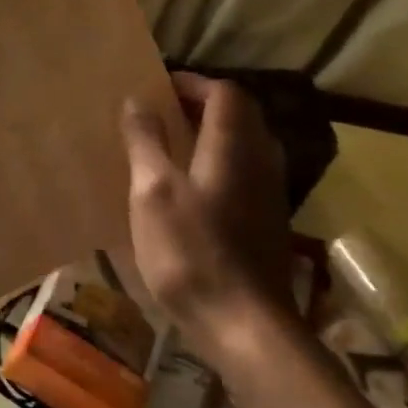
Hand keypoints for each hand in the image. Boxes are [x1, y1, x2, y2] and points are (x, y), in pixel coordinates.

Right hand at [121, 72, 294, 361]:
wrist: (243, 324)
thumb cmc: (190, 251)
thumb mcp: (153, 191)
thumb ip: (146, 141)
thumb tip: (138, 101)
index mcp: (234, 146)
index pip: (224, 92)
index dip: (192, 83)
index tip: (157, 90)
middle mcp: (260, 161)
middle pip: (239, 115)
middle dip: (200, 106)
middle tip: (160, 114)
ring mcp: (269, 194)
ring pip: (243, 146)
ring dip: (209, 136)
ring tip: (168, 147)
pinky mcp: (266, 222)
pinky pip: (243, 173)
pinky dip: (216, 164)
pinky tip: (188, 190)